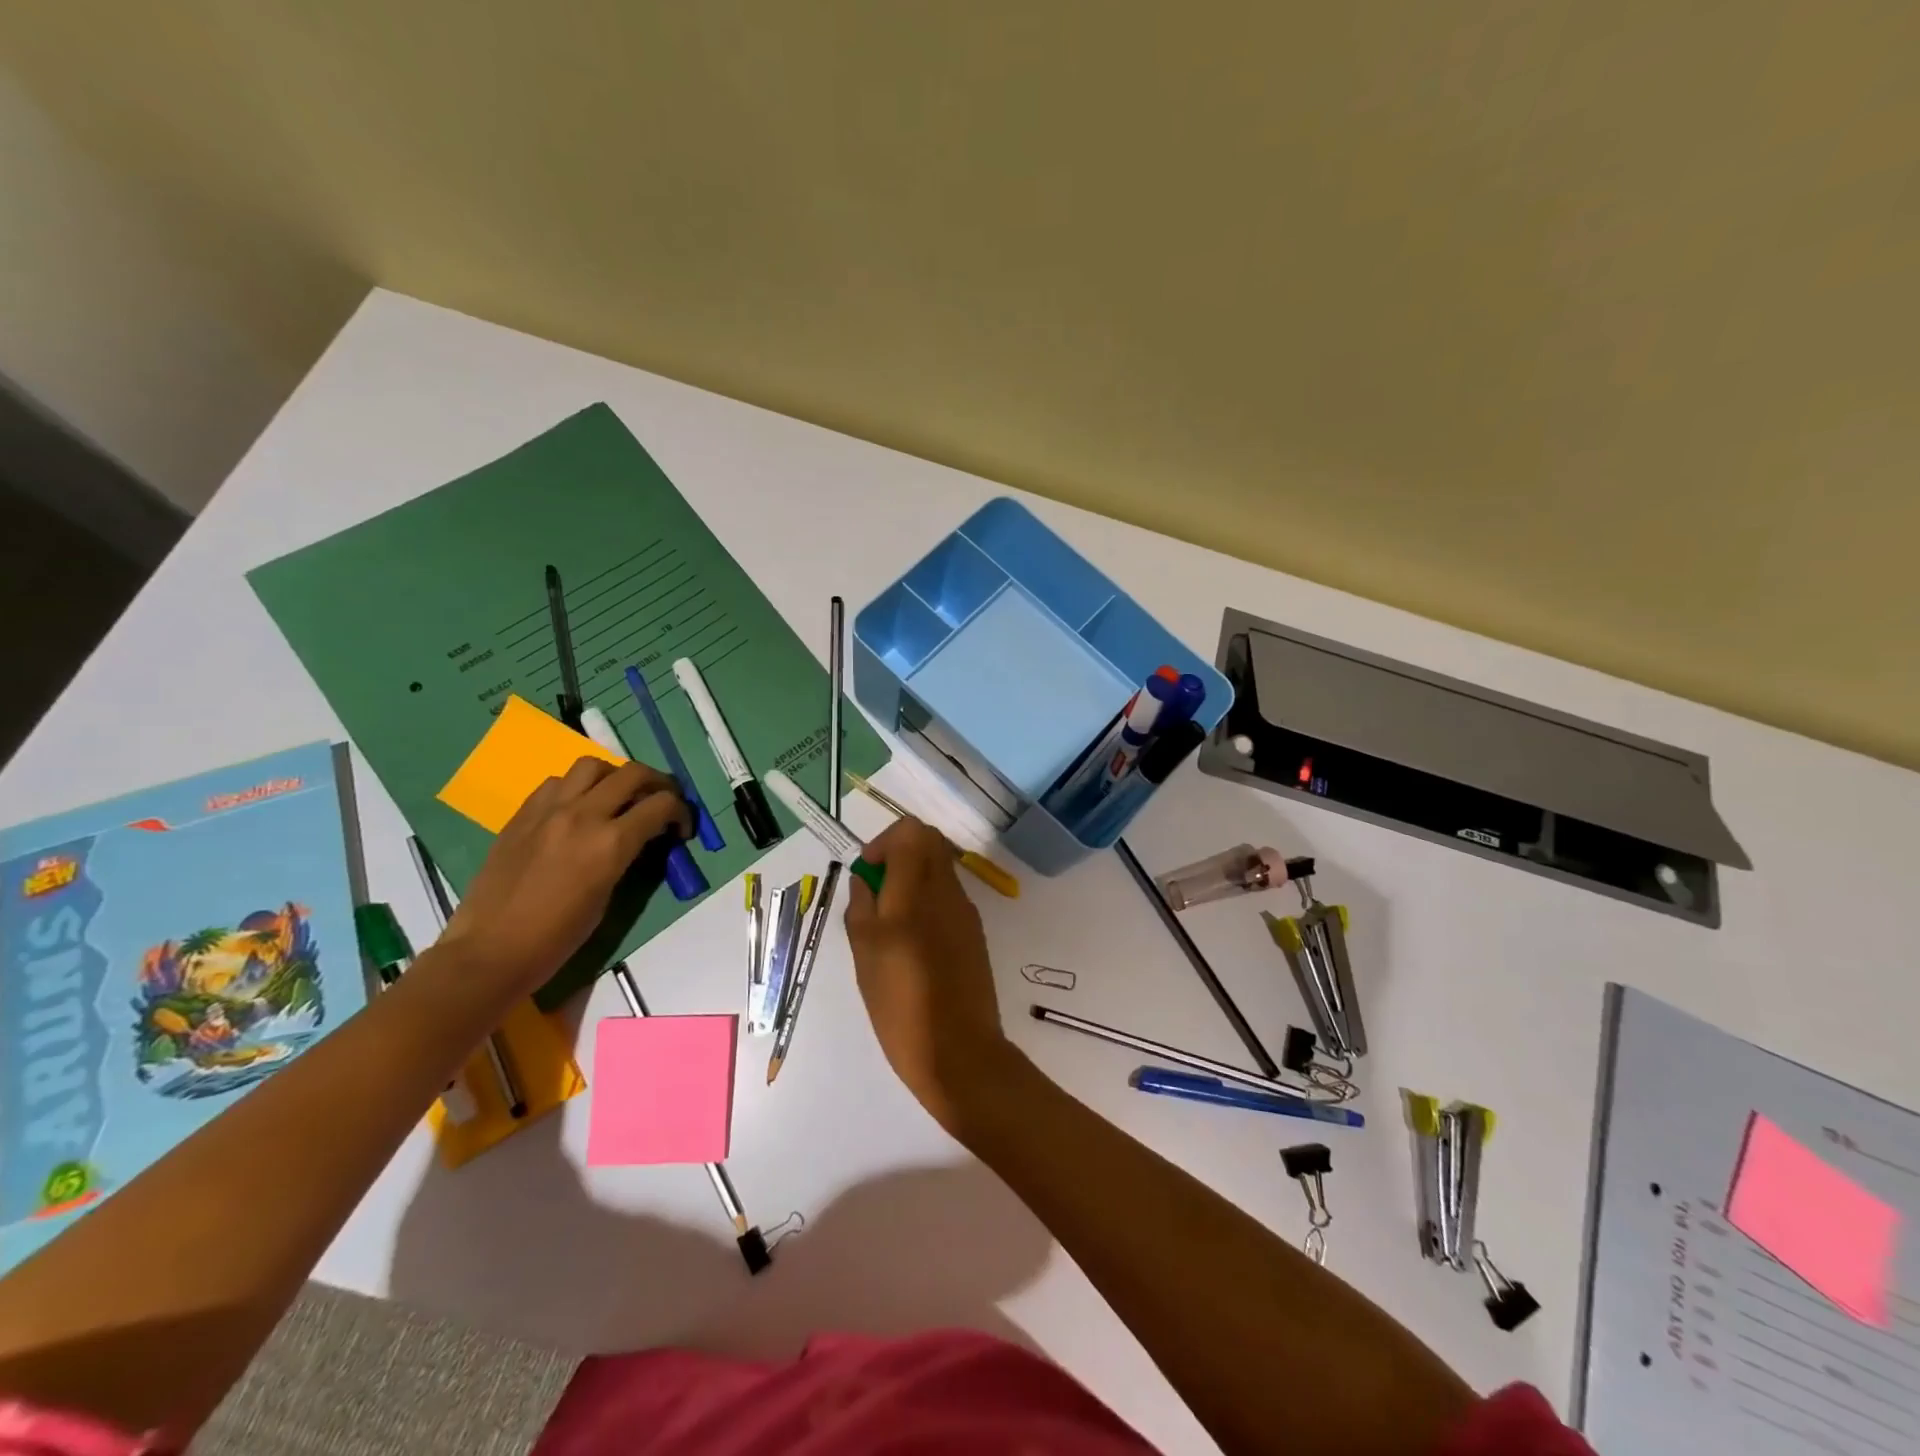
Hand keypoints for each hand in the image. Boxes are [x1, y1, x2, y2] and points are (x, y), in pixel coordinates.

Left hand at [439, 757, 690, 995]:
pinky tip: (576, 810)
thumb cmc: (557, 938)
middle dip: (657, 783)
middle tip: (660, 801)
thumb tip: (639, 838)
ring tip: (616, 798)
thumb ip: (626, 856)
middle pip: (633, 773)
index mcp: (610, 843)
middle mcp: (583, 815)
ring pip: (592, 766)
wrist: (490, 951)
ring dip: (613, 777)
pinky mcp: (522, 815)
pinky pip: (556, 783)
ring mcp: (548, 811)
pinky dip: (576, 788)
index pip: (662, 804)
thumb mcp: (607, 896)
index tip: (681, 829)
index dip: (681, 812)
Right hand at [843, 817, 1017, 1132]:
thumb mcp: (865, 954)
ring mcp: (966, 912)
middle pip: (930, 843)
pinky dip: (928, 902)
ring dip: (914, 879)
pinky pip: (949, 898)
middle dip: (900, 854)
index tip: (869, 872)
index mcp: (917, 890)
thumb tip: (865, 878)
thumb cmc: (901, 1003)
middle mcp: (947, 891)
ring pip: (940, 870)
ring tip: (890, 924)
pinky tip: (912, 944)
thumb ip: (862, 906)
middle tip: (877, 891)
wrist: (958, 1052)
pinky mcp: (975, 933)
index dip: (886, 841)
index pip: (912, 831)